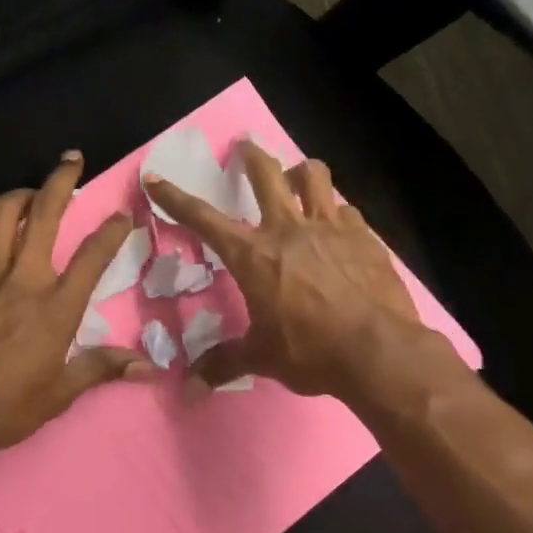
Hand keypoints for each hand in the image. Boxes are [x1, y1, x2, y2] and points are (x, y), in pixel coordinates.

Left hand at [0, 151, 150, 469]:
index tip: (123, 215)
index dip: (113, 230)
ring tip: (29, 195)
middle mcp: (22, 279)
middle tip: (72, 160)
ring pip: (0, 214)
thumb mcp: (61, 394)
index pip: (93, 256)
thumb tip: (149, 368)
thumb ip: (102, 368)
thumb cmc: (5, 408)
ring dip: (18, 197)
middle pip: (44, 213)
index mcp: (56, 307)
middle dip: (61, 180)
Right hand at [145, 144, 447, 403]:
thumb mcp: (260, 357)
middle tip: (245, 146)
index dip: (174, 198)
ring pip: (314, 176)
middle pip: (266, 173)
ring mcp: (330, 227)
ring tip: (297, 177)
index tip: (155, 178)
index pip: (203, 219)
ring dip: (301, 171)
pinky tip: (338, 227)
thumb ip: (223, 362)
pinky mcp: (364, 236)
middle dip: (250, 156)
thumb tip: (190, 386)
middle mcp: (288, 229)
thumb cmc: (310, 350)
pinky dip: (336, 212)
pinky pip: (346, 209)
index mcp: (253, 255)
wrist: (377, 350)